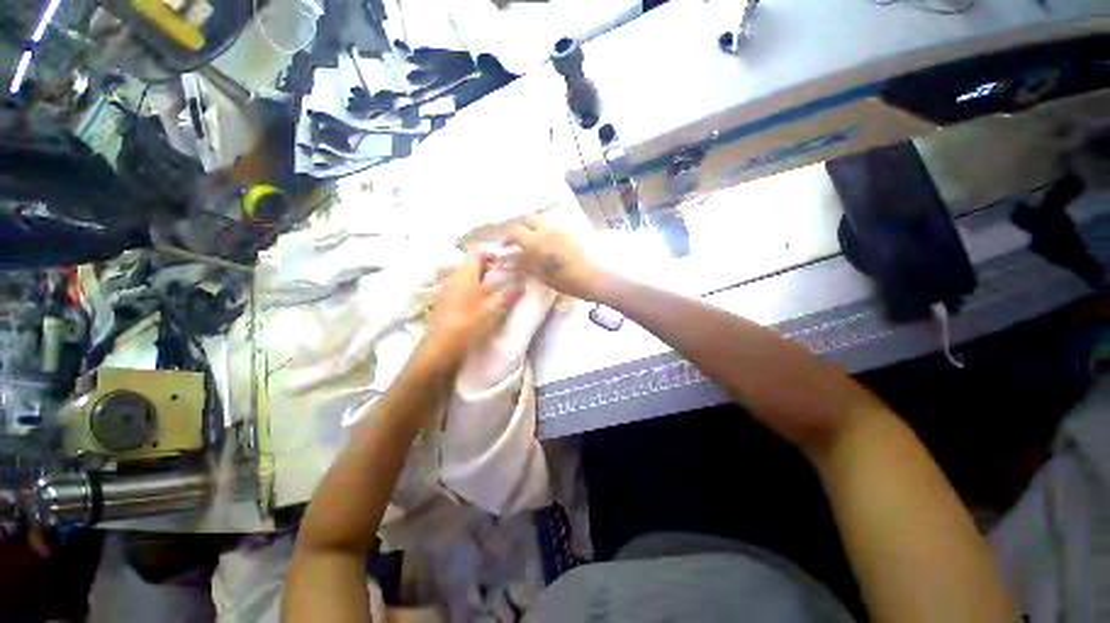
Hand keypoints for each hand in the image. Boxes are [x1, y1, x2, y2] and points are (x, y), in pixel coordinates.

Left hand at [421, 252, 516, 366]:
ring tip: (497, 289)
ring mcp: (447, 289)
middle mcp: (454, 277)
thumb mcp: (493, 310)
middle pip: (472, 263)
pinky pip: (461, 287)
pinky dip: (473, 289)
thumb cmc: (468, 324)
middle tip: (506, 276)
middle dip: (489, 267)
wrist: (440, 349)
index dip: (492, 252)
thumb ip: (508, 295)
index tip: (507, 262)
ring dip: (481, 279)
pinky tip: (482, 302)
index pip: (477, 251)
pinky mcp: (445, 302)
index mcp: (465, 274)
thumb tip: (521, 284)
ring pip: (467, 276)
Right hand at [507, 215, 613, 301]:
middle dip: (519, 228)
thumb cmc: (569, 281)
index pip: (514, 231)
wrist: (598, 276)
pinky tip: (551, 244)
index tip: (506, 249)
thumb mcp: (543, 277)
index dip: (507, 239)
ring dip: (533, 228)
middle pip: (526, 219)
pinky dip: (547, 230)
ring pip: (541, 220)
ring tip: (535, 244)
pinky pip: (554, 225)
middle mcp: (547, 229)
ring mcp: (561, 227)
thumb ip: (526, 265)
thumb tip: (511, 259)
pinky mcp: (573, 229)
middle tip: (519, 242)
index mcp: (537, 241)